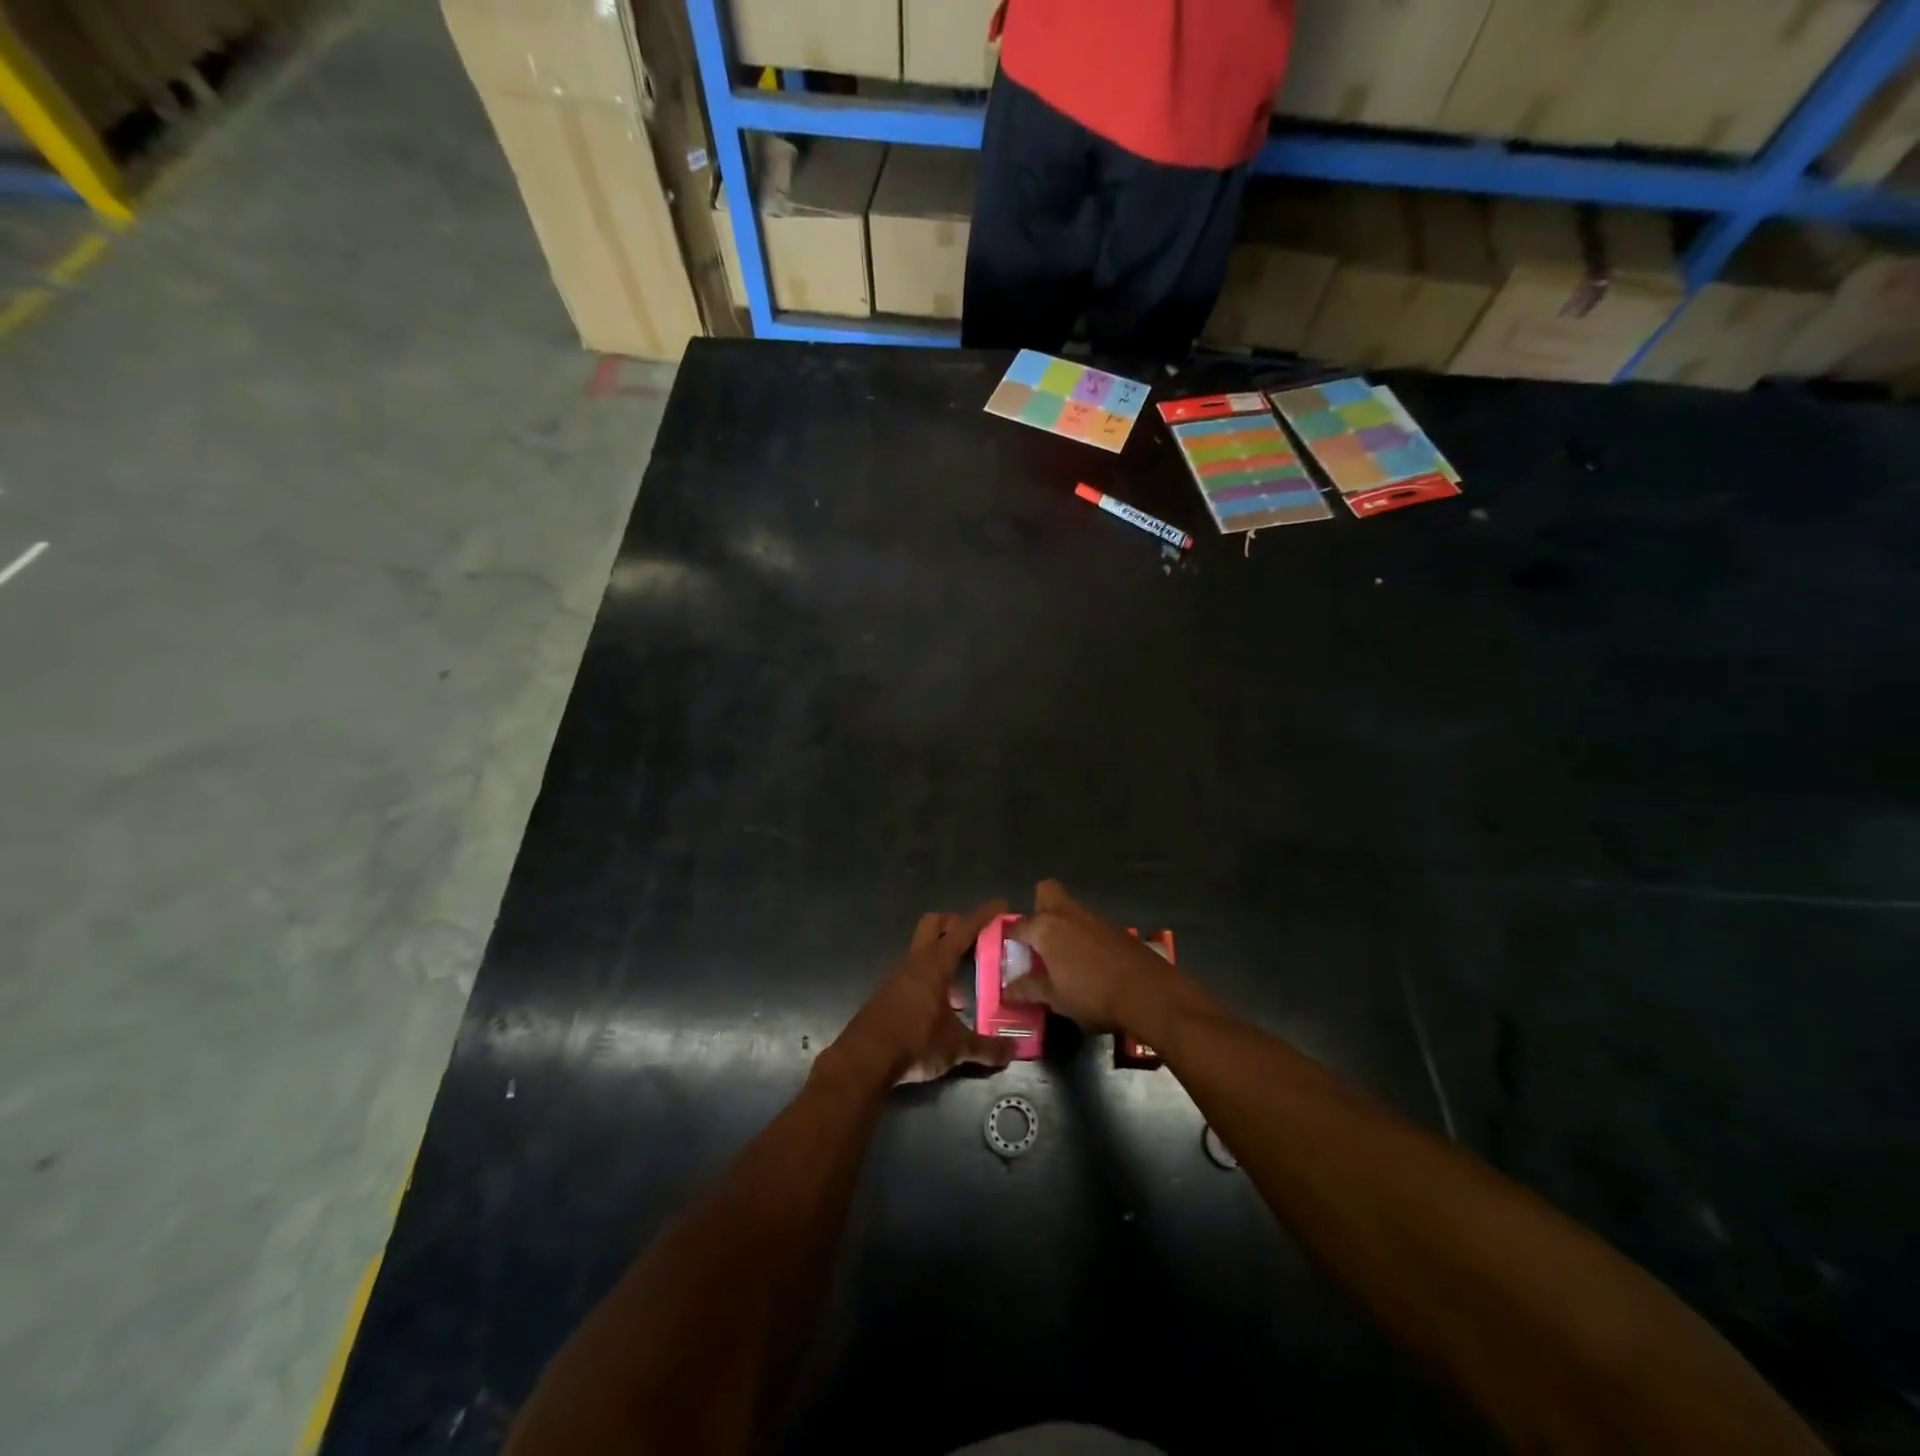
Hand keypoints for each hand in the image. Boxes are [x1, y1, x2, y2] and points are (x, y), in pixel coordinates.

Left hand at [832, 901, 1016, 1086]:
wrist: (864, 1060)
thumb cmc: (915, 1041)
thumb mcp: (957, 1047)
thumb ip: (986, 1047)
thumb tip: (1013, 1050)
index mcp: (935, 964)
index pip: (963, 931)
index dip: (982, 916)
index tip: (999, 904)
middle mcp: (914, 962)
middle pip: (933, 924)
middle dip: (953, 923)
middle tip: (974, 936)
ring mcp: (896, 976)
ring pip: (921, 951)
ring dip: (941, 957)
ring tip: (962, 987)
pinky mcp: (885, 994)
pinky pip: (912, 974)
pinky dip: (928, 980)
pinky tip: (939, 1008)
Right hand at [1004, 880, 1177, 1033]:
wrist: (1148, 992)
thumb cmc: (1092, 995)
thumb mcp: (1055, 998)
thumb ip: (1029, 989)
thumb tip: (1008, 989)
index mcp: (1045, 928)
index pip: (1018, 926)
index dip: (1011, 939)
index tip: (1012, 953)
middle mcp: (1067, 914)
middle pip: (1046, 892)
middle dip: (1038, 907)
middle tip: (1038, 936)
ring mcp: (1094, 918)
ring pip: (1070, 908)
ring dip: (1063, 923)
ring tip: (1062, 955)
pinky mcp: (1115, 928)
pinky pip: (1090, 923)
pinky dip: (1084, 935)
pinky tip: (1088, 961)